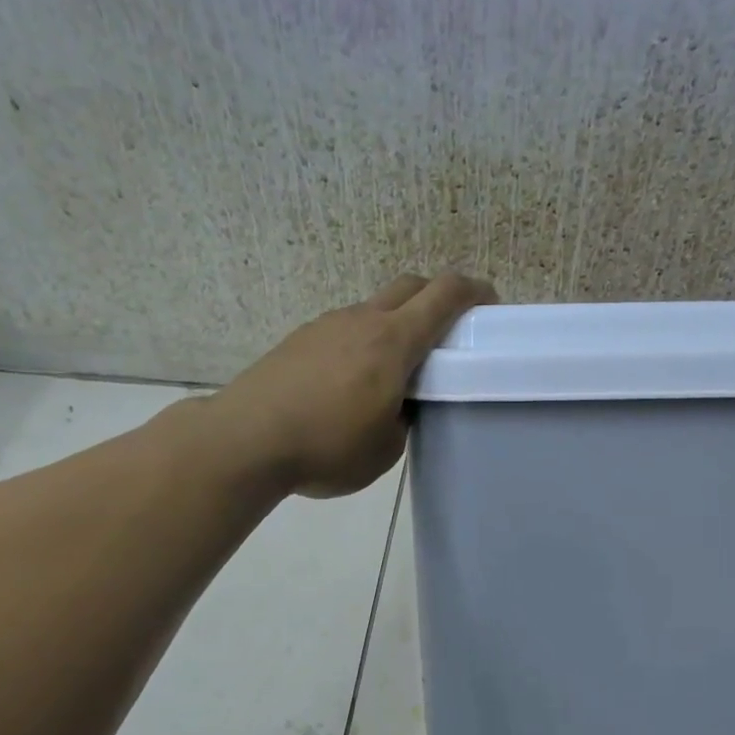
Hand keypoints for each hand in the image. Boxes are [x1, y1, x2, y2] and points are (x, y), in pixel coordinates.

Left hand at [212, 272, 494, 497]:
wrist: (245, 440)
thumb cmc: (327, 448)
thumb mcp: (385, 448)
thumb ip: (403, 419)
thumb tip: (396, 405)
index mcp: (393, 342)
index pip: (444, 295)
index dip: (474, 291)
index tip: (490, 304)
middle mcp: (361, 321)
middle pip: (409, 285)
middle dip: (436, 296)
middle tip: (448, 329)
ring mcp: (326, 326)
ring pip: (373, 307)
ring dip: (395, 322)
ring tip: (394, 367)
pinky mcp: (299, 340)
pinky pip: (344, 328)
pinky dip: (362, 341)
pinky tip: (351, 381)